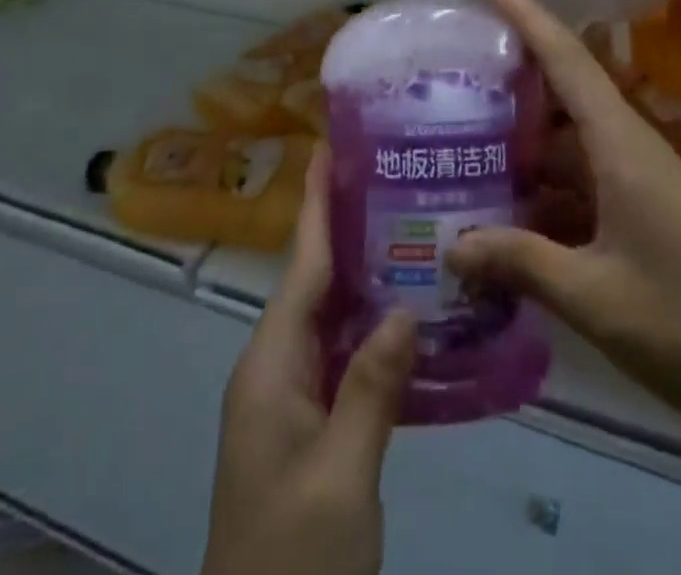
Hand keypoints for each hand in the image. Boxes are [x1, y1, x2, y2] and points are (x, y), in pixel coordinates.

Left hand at [204, 145, 416, 574]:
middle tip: (392, 180)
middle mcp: (274, 369)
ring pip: (328, 319)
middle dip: (346, 228)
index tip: (330, 148)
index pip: (301, 265)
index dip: (317, 204)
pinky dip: (369, 328)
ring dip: (363, 276)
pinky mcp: (307, 427)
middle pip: (313, 282)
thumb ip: (372, 388)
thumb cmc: (293, 558)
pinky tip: (407, 317)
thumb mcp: (341, 478)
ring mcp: (289, 400)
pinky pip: (339, 356)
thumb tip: (405, 308)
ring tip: (409, 229)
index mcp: (271, 365)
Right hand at [449, 0, 680, 436]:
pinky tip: (510, 209)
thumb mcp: (595, 297)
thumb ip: (521, 263)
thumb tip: (450, 246)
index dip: (527, 16)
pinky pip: (585, 178)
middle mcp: (631, 148)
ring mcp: (642, 180)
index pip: (567, 60)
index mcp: (621, 146)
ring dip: (525, 137)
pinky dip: (546, 184)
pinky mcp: (648, 211)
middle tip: (453, 72)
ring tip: (465, 139)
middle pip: (565, 91)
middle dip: (513, 75)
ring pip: (571, 140)